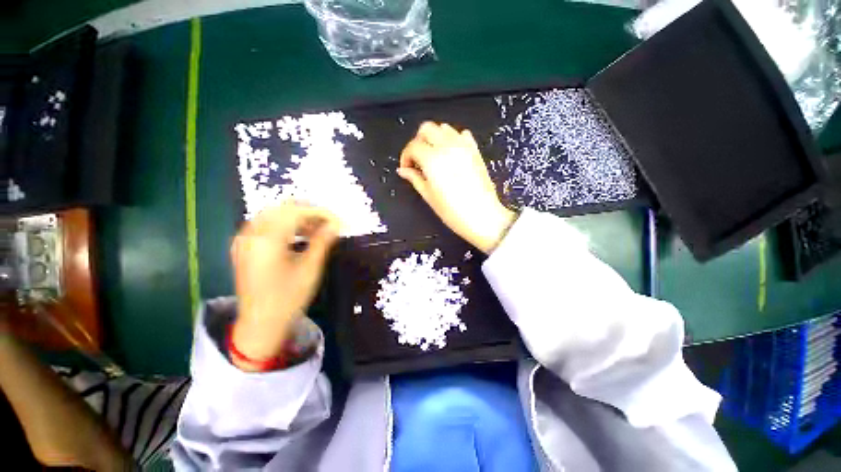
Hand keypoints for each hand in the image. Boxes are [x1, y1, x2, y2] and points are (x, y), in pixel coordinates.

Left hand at [231, 203, 339, 370]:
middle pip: (283, 209)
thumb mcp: (310, 269)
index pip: (296, 212)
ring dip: (297, 218)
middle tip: (329, 224)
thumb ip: (322, 242)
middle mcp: (251, 234)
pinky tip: (298, 235)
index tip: (339, 221)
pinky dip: (284, 225)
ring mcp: (244, 240)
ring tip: (317, 230)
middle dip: (309, 212)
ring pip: (273, 214)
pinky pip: (265, 225)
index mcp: (267, 240)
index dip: (320, 213)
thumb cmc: (288, 298)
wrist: (260, 324)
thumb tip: (336, 225)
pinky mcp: (243, 247)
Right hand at [399, 122, 516, 253]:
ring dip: (434, 138)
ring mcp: (463, 147)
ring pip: (444, 128)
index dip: (406, 156)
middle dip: (418, 141)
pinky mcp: (475, 151)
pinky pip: (462, 135)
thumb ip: (415, 179)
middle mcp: (447, 147)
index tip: (407, 168)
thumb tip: (403, 170)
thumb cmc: (454, 211)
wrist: (483, 216)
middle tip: (417, 159)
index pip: (413, 146)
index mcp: (433, 160)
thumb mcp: (429, 196)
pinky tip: (450, 154)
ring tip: (433, 156)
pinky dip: (452, 139)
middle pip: (426, 129)